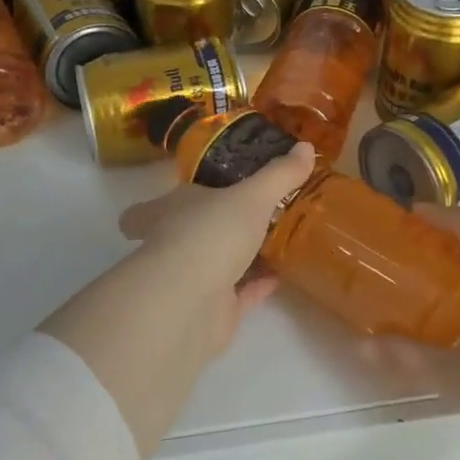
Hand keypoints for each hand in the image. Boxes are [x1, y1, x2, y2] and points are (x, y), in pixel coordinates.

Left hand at [40, 142, 316, 455]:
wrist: (191, 303)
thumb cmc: (211, 233)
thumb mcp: (252, 196)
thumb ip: (279, 175)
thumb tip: (307, 146)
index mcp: (170, 211)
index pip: (153, 207)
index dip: (165, 202)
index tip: (189, 193)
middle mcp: (175, 244)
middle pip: (190, 234)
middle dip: (215, 227)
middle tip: (248, 215)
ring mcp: (192, 281)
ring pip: (217, 265)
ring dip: (242, 257)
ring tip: (276, 242)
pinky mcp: (212, 313)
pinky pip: (239, 295)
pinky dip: (258, 286)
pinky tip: (282, 275)